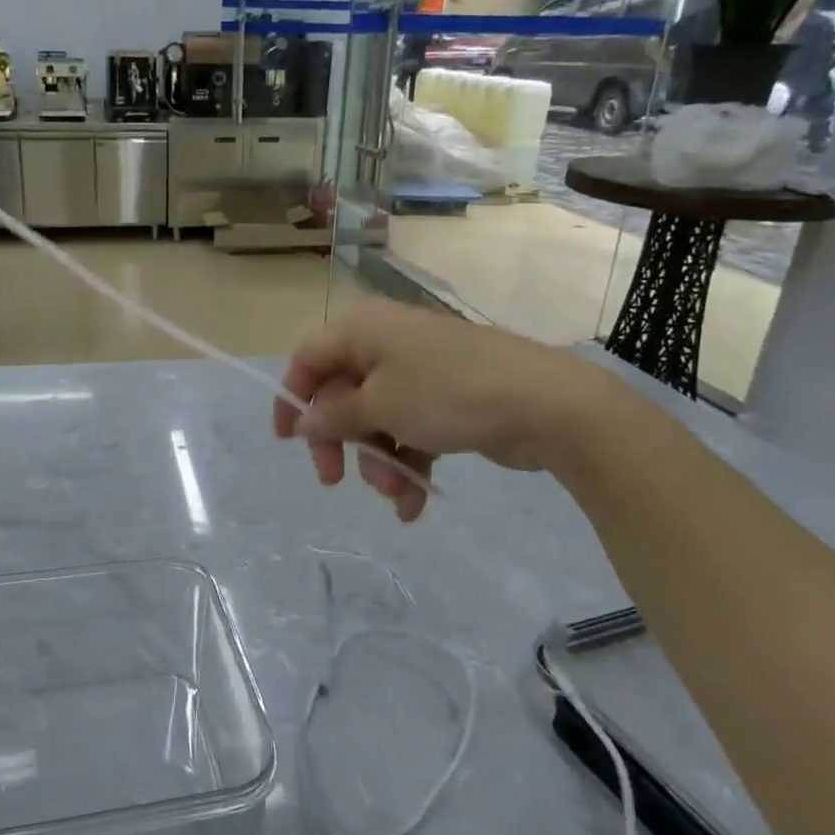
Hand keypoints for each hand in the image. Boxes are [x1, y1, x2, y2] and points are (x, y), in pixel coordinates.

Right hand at [272, 301, 621, 520]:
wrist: (547, 405)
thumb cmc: (448, 394)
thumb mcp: (380, 405)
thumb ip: (334, 415)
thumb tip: (304, 420)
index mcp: (364, 331)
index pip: (308, 359)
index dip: (292, 399)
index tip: (288, 442)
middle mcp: (388, 345)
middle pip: (341, 395)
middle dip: (340, 442)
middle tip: (332, 480)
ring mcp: (421, 373)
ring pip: (377, 420)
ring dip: (379, 461)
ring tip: (395, 492)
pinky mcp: (448, 401)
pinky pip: (411, 431)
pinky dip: (409, 464)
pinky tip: (414, 504)